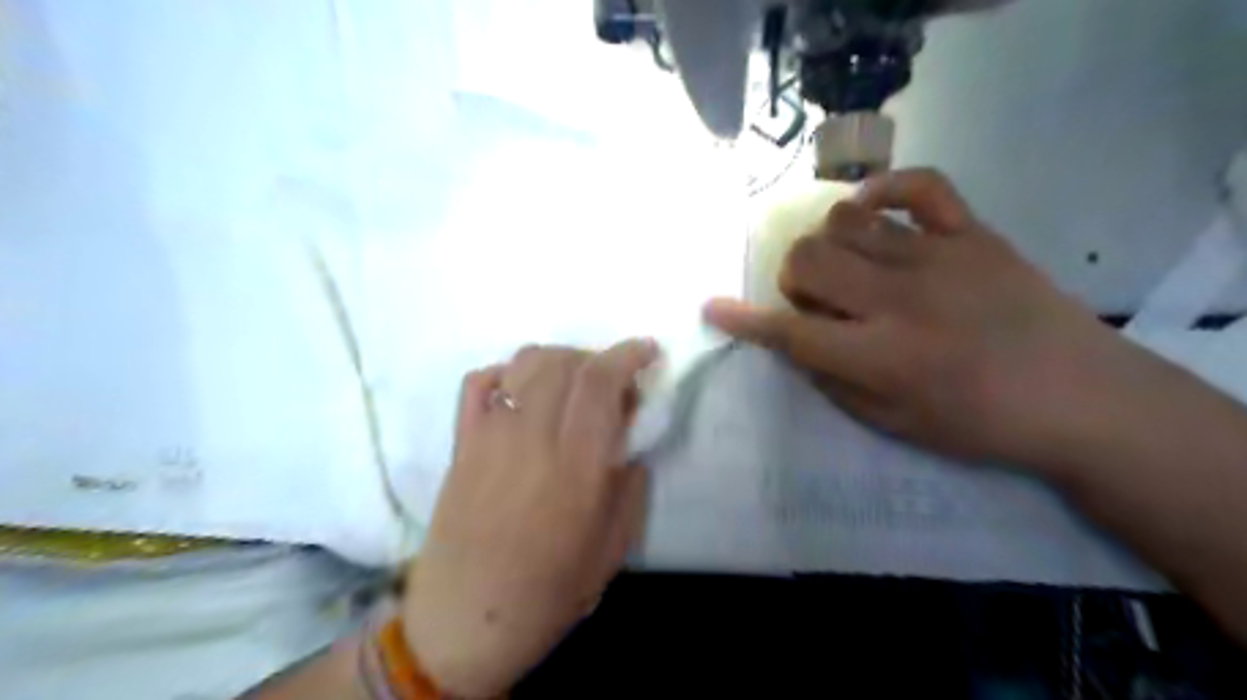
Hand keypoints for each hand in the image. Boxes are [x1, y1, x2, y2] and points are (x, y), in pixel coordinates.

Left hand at [402, 339, 656, 692]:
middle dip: (599, 356)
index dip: (628, 354)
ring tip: (572, 383)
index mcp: (577, 467)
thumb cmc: (548, 591)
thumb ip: (631, 486)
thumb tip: (630, 440)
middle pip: (566, 362)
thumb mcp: (612, 548)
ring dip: (559, 359)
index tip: (647, 351)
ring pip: (525, 362)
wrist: (464, 622)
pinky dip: (506, 372)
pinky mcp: (461, 443)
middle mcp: (533, 438)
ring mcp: (490, 435)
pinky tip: (522, 391)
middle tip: (613, 381)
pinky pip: (478, 382)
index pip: (601, 381)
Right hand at [706, 166, 1154, 466]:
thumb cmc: (977, 424)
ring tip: (848, 265)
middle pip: (809, 259)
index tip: (711, 307)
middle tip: (816, 298)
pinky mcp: (973, 233)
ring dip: (828, 243)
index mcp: (880, 355)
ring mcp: (938, 256)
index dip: (744, 320)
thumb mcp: (892, 424)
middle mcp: (899, 298)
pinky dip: (883, 189)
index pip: (791, 331)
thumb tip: (794, 343)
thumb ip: (832, 381)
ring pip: (846, 221)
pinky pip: (919, 184)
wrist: (1079, 396)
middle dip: (793, 277)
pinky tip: (870, 209)